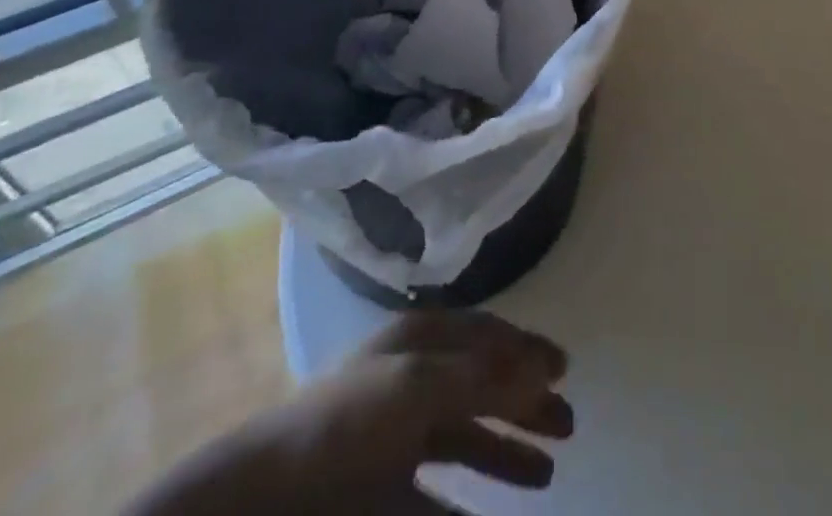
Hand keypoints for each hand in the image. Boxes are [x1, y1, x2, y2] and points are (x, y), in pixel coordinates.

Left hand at [126, 311, 572, 514]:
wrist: (261, 508)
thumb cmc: (345, 425)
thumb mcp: (421, 386)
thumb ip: (484, 377)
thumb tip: (545, 365)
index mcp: (417, 343)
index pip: (484, 334)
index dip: (525, 349)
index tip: (565, 368)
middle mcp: (410, 382)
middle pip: (481, 386)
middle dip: (525, 403)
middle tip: (570, 425)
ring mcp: (394, 441)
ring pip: (465, 441)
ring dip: (507, 454)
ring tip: (548, 474)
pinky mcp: (381, 498)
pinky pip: (437, 502)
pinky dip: (467, 510)